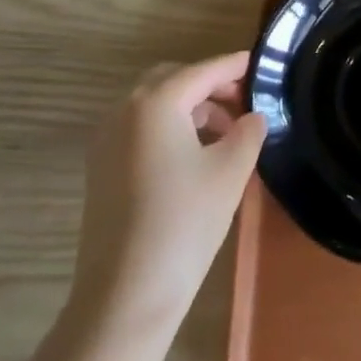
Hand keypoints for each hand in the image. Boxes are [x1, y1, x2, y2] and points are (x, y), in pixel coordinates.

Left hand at [69, 52, 267, 341]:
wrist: (125, 296)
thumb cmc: (184, 224)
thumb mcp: (230, 172)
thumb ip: (248, 132)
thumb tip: (252, 117)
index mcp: (156, 102)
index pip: (203, 71)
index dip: (234, 66)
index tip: (260, 64)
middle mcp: (124, 110)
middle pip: (173, 80)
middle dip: (209, 84)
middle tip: (243, 101)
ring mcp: (106, 139)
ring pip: (154, 104)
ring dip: (189, 107)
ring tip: (225, 133)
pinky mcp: (101, 167)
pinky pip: (139, 128)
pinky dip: (168, 127)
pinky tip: (194, 155)